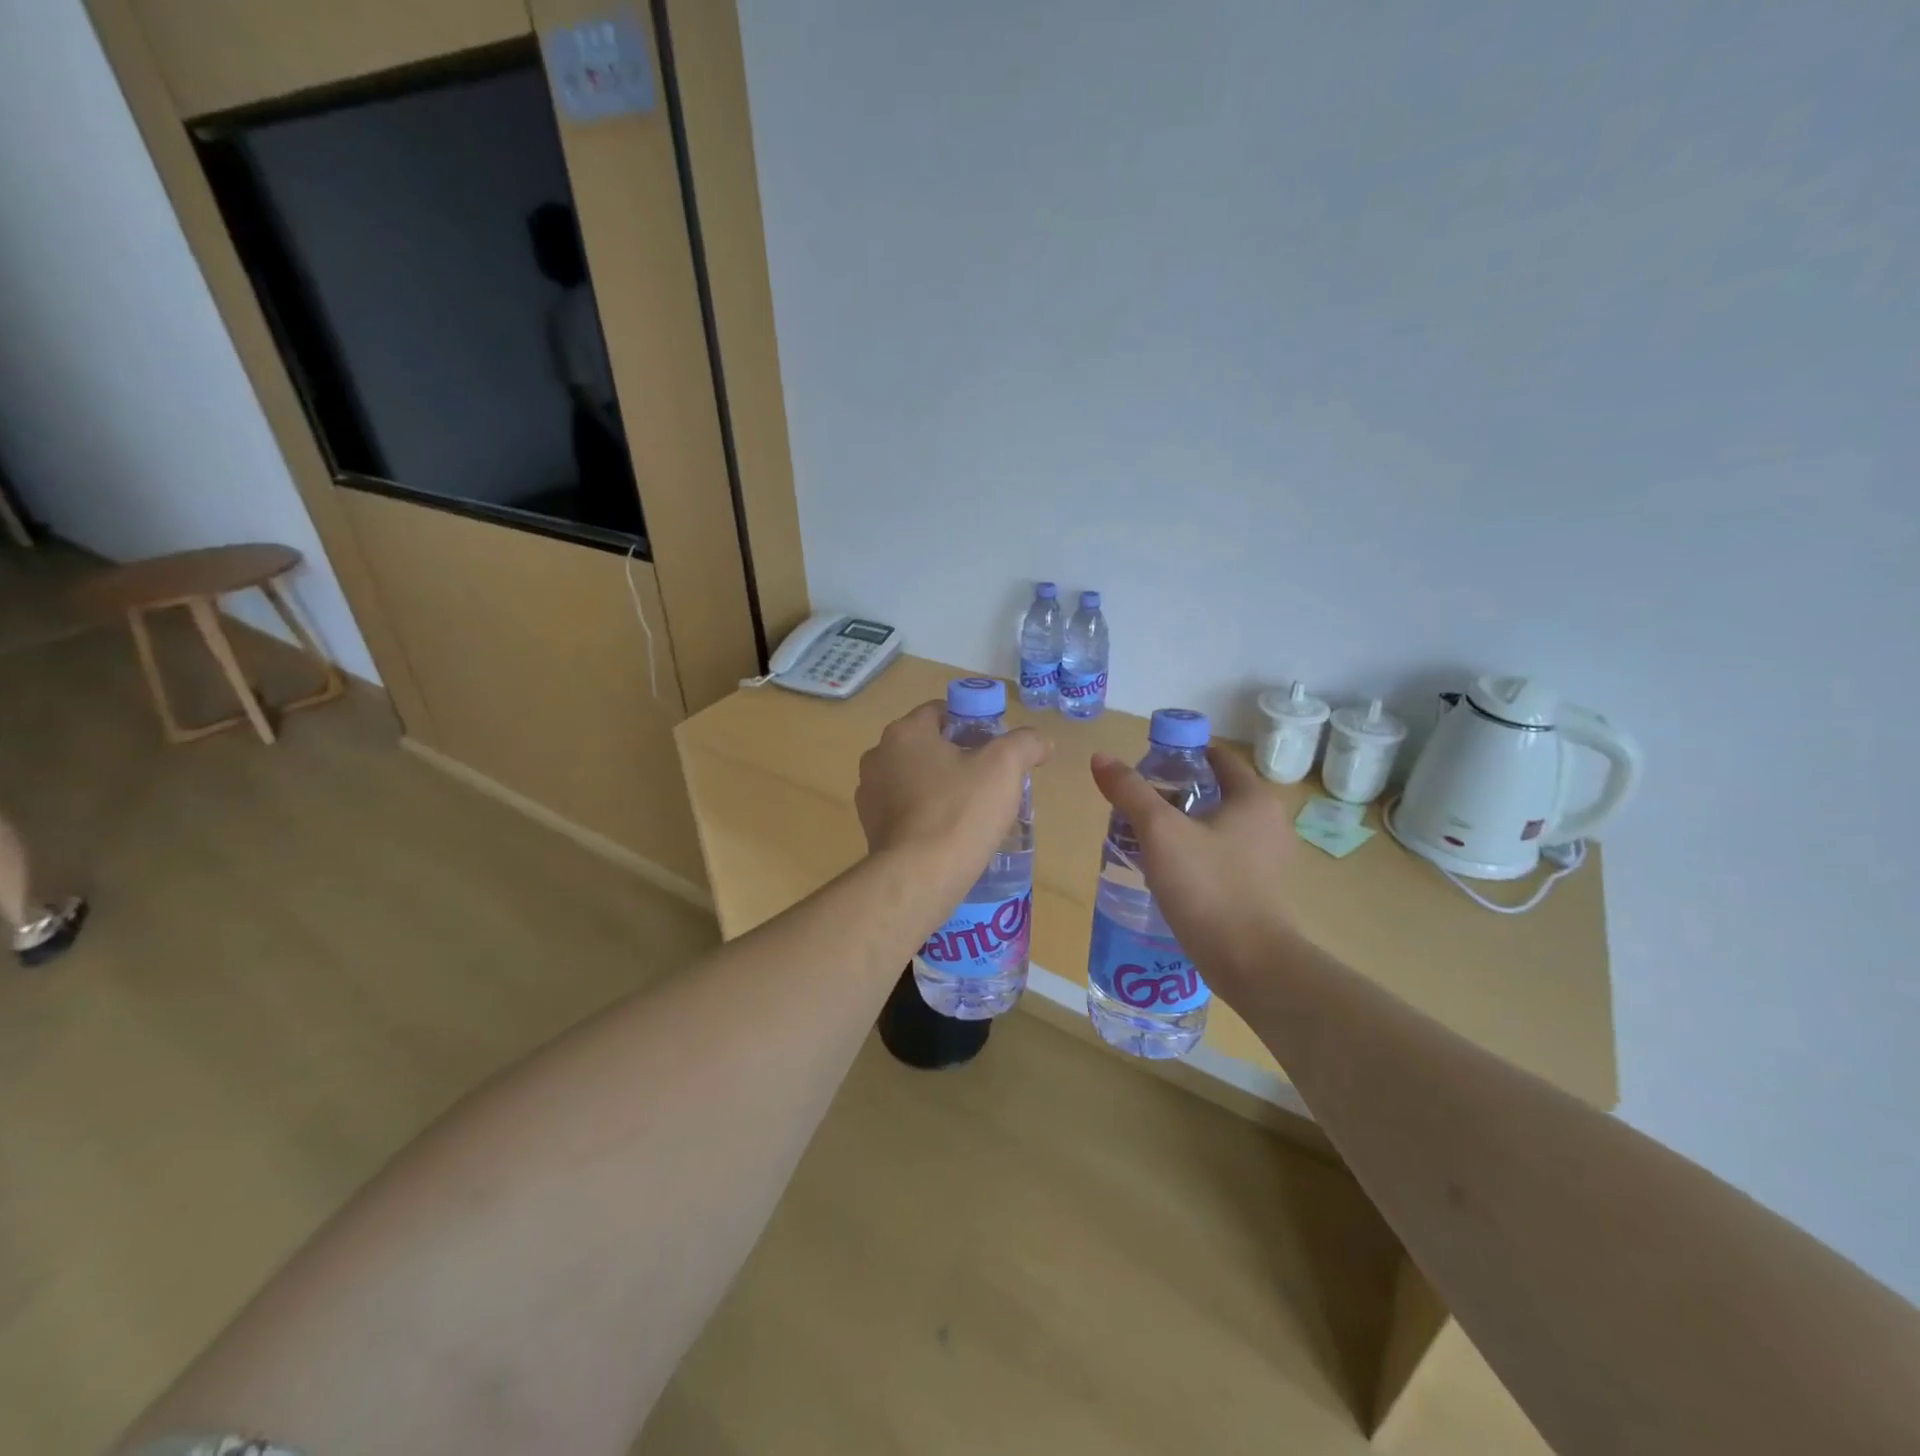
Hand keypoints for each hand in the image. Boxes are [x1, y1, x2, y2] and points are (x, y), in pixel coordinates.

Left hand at [857, 702, 1048, 888]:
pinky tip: (948, 833)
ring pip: (915, 778)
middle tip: (990, 780)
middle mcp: (878, 756)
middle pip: (928, 745)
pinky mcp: (870, 827)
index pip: (942, 712)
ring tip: (972, 810)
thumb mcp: (1005, 767)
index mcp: (904, 732)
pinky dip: (925, 813)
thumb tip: (1040, 743)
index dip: (973, 724)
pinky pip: (904, 809)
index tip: (996, 748)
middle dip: (958, 757)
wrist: (919, 877)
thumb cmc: (960, 812)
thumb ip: (1025, 743)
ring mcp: (869, 793)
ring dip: (940, 787)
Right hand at [1089, 744, 1299, 994]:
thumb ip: (1130, 791)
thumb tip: (1101, 757)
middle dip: (1174, 793)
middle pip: (1214, 791)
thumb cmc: (1207, 887)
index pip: (1217, 757)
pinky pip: (1221, 856)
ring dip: (1182, 826)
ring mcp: (1267, 858)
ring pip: (1216, 827)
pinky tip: (1167, 871)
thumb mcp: (1160, 832)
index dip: (1180, 754)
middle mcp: (1269, 822)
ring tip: (1143, 838)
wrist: (1250, 963)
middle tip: (1135, 805)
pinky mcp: (1259, 889)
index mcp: (1254, 798)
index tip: (1145, 766)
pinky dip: (1195, 854)